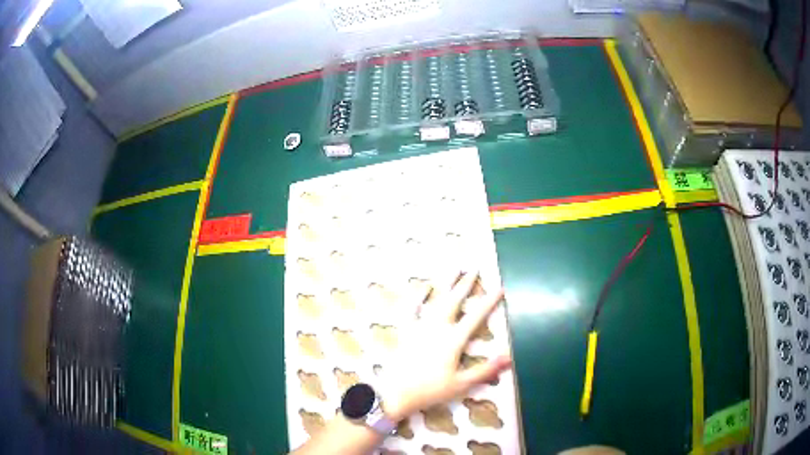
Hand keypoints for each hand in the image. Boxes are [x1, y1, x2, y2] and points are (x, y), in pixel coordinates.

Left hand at [379, 271, 511, 420]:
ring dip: (446, 283)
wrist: (395, 392)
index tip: (500, 287)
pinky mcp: (406, 330)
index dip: (489, 302)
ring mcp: (420, 326)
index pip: (476, 316)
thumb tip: (510, 358)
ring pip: (436, 299)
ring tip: (455, 268)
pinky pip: (411, 308)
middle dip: (467, 284)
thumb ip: (486, 370)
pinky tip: (423, 286)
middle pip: (455, 301)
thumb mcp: (461, 383)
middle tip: (475, 268)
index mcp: (453, 340)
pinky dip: (417, 296)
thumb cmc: (430, 390)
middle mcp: (438, 327)